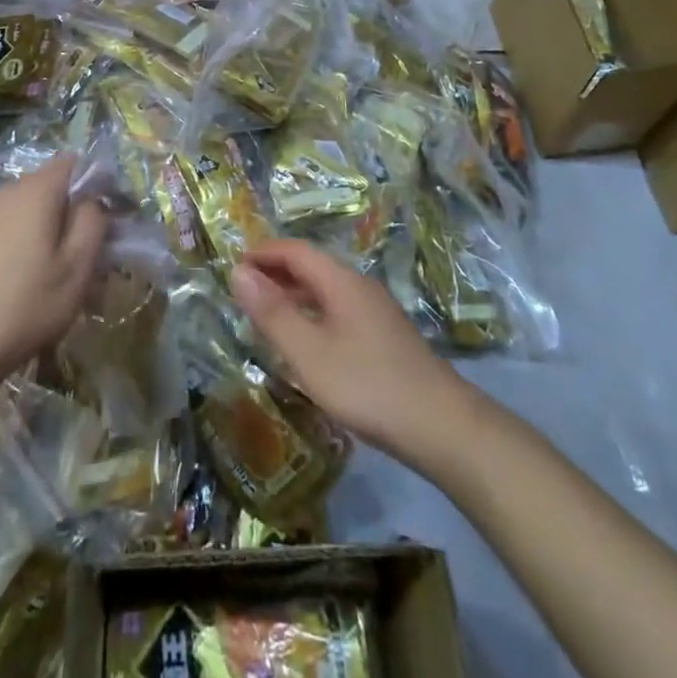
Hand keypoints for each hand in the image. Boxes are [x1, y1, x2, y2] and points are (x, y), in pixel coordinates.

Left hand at [0, 157, 107, 399]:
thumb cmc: (24, 305)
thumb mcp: (76, 269)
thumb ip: (93, 223)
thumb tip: (94, 200)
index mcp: (35, 190)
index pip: (74, 163)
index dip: (95, 184)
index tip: (106, 220)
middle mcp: (6, 191)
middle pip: (50, 188)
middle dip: (70, 214)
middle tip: (84, 258)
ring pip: (26, 212)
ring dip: (45, 233)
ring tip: (53, 278)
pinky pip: (4, 229)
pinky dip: (19, 245)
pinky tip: (19, 285)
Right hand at [230, 238, 471, 463]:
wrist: (442, 427)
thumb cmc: (367, 385)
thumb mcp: (308, 352)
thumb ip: (272, 312)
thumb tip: (238, 271)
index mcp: (341, 281)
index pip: (295, 250)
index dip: (263, 253)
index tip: (233, 266)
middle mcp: (359, 287)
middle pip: (312, 266)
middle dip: (276, 272)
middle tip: (244, 291)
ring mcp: (376, 312)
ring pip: (326, 290)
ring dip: (294, 295)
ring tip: (267, 315)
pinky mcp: (385, 337)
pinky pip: (338, 311)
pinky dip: (312, 314)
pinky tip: (306, 344)